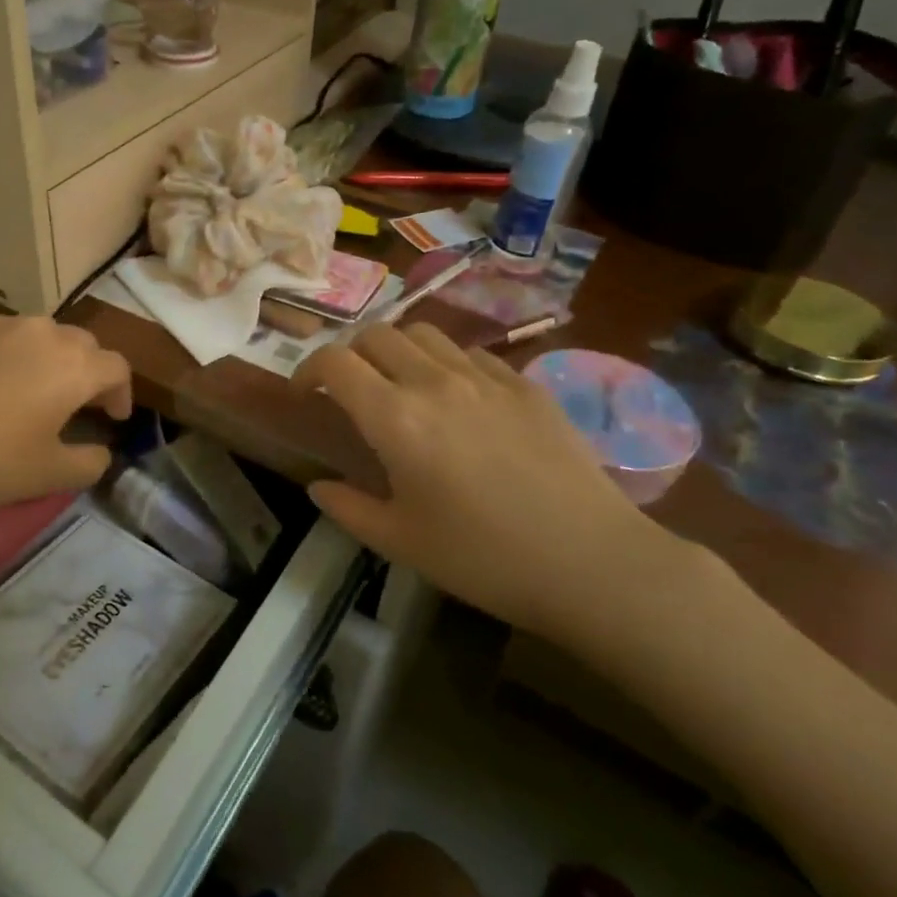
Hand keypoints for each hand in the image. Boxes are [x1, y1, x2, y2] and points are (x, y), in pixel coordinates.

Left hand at [0, 311, 131, 522]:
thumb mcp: (50, 474)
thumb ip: (92, 461)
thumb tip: (101, 448)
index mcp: (74, 365)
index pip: (117, 368)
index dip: (121, 394)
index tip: (112, 419)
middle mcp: (43, 331)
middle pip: (80, 345)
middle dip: (85, 372)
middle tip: (72, 403)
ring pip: (36, 333)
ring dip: (42, 358)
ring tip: (25, 387)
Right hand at [292, 323, 691, 645]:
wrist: (591, 563)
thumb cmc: (484, 558)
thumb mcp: (401, 543)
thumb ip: (348, 508)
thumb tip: (318, 487)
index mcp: (395, 418)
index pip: (335, 362)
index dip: (308, 369)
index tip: (305, 394)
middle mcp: (434, 382)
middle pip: (376, 334)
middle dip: (351, 354)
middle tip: (351, 391)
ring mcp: (486, 378)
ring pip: (425, 333)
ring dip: (399, 350)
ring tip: (402, 385)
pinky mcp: (526, 385)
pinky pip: (473, 354)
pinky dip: (448, 364)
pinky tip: (460, 400)